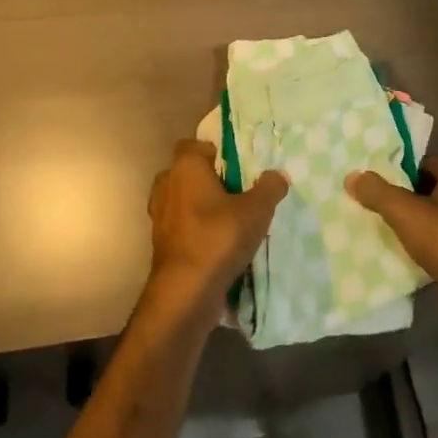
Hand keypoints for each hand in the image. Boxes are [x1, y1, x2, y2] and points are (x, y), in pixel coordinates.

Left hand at [147, 139, 288, 307]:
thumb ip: (269, 188)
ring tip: (228, 219)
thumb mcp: (256, 210)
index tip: (237, 166)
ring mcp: (159, 216)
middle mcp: (167, 186)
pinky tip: (217, 243)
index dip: (214, 152)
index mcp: (185, 168)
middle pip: (186, 172)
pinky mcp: (160, 244)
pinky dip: (194, 230)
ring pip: (181, 200)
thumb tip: (278, 174)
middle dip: (207, 180)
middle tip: (235, 192)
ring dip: (199, 206)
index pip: (193, 145)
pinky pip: (180, 226)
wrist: (185, 292)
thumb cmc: (218, 238)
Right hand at [346, 156, 437, 293]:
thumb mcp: (404, 211)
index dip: (400, 169)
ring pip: (436, 214)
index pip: (425, 161)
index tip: (376, 178)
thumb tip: (352, 176)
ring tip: (385, 225)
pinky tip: (406, 250)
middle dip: (405, 194)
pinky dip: (426, 241)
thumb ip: (377, 191)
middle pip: (429, 188)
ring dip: (415, 220)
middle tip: (376, 201)